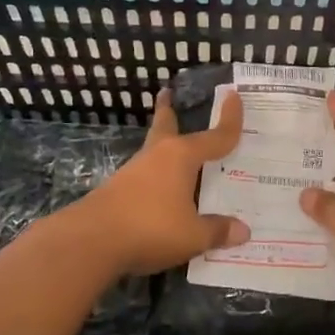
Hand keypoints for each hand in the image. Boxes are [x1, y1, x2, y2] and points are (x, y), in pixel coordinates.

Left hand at [75, 88, 250, 275]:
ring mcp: (134, 172)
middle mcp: (157, 156)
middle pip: (166, 126)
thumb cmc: (150, 227)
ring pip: (154, 151)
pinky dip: (157, 175)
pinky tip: (161, 189)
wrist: (90, 241)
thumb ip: (217, 231)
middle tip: (167, 93)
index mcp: (181, 156)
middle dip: (169, 110)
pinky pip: (146, 176)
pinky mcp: (118, 190)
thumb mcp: (193, 235)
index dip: (229, 119)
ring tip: (175, 149)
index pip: (215, 136)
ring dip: (164, 146)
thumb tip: (243, 231)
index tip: (233, 95)